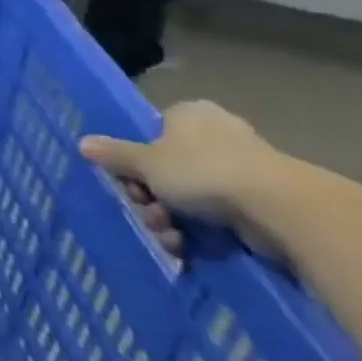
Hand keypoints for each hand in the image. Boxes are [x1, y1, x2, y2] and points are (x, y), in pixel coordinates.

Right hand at [81, 101, 286, 250]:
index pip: (151, 134)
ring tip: (169, 235)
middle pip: (166, 168)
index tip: (129, 184)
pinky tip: (188, 246)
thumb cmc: (202, 171)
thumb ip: (115, 154)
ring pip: (188, 194)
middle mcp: (214, 134)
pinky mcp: (258, 199)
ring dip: (169, 218)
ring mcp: (239, 167)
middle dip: (151, 197)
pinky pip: (215, 213)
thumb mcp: (146, 162)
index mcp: (188, 114)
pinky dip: (198, 231)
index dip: (135, 162)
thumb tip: (82, 142)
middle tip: (148, 212)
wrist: (278, 207)